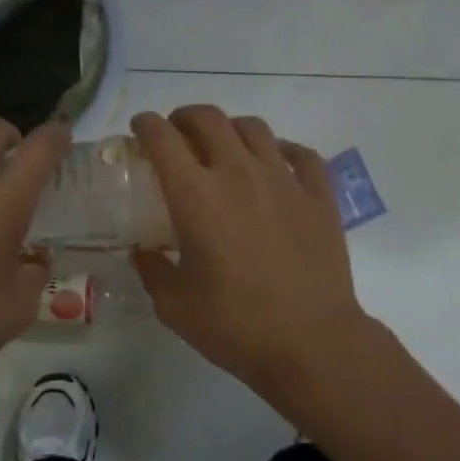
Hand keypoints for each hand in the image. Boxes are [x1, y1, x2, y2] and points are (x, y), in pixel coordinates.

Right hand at [130, 106, 369, 402]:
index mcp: (196, 196)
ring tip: (225, 146)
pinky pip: (301, 154)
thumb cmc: (236, 326)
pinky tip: (277, 163)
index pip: (163, 139)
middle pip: (209, 119)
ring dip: (231, 129)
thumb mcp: (175, 306)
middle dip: (185, 117)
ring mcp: (284, 179)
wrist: (312, 343)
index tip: (140, 127)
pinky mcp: (319, 195)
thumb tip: (143, 252)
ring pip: (254, 128)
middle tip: (178, 133)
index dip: (146, 125)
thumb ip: (153, 270)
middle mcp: (238, 173)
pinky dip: (282, 150)